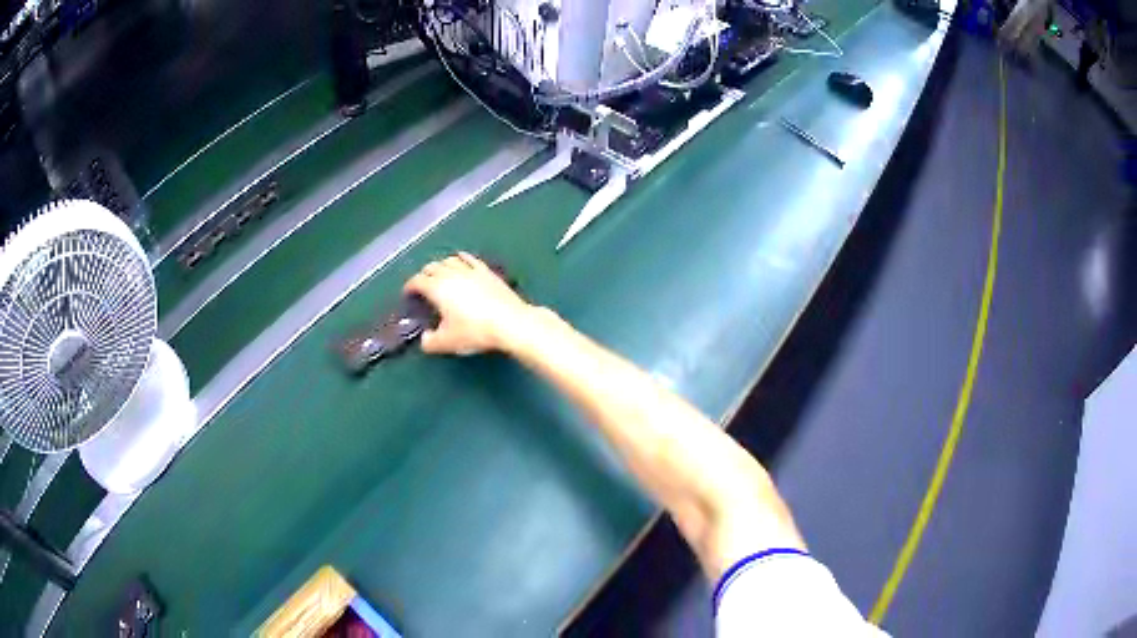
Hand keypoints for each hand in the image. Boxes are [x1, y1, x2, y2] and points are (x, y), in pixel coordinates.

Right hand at [403, 253, 532, 354]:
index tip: (408, 294)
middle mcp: (451, 273)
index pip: (417, 281)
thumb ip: (430, 342)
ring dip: (441, 265)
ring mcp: (470, 270)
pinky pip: (469, 259)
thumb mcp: (447, 342)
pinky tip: (462, 260)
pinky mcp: (487, 271)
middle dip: (424, 275)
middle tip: (423, 286)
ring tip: (440, 274)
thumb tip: (425, 339)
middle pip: (432, 267)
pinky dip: (461, 258)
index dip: (409, 286)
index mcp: (437, 288)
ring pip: (449, 260)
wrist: (509, 322)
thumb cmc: (474, 332)